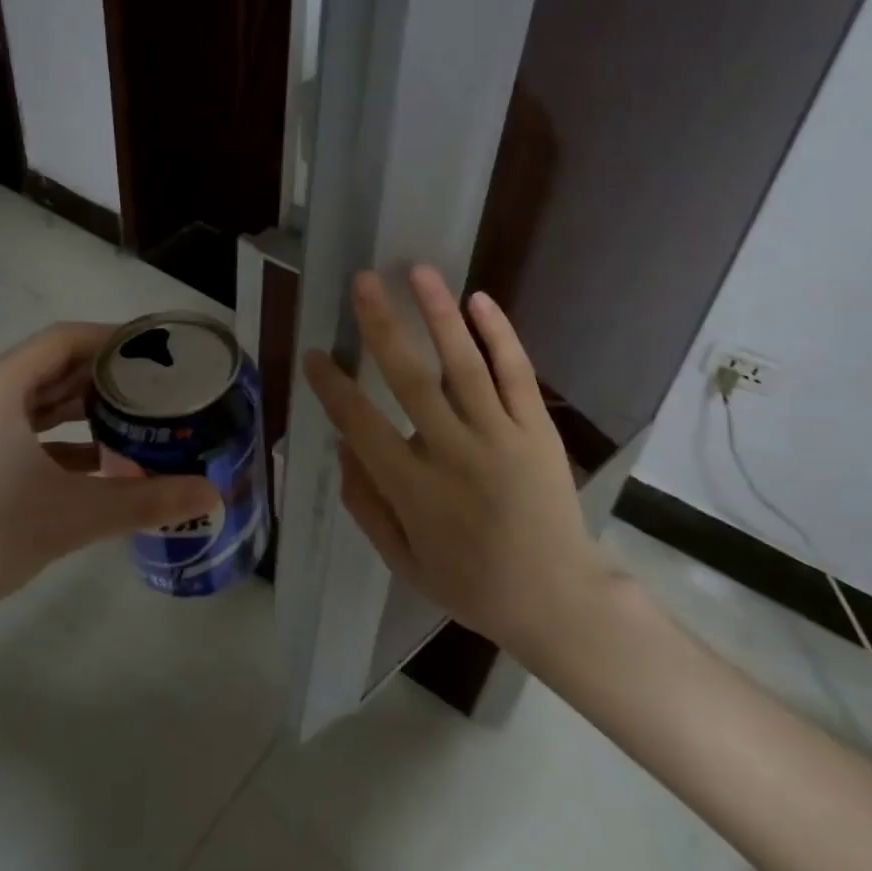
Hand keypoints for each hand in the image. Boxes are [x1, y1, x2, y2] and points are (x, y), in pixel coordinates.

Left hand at [0, 322, 218, 645]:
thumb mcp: (71, 517)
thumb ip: (146, 501)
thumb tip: (210, 494)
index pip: (64, 340)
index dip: (114, 339)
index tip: (159, 352)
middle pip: (53, 366)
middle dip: (106, 374)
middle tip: (159, 387)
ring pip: (38, 402)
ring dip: (85, 408)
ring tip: (138, 418)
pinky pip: (23, 432)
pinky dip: (62, 439)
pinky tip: (100, 463)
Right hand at [301, 268, 618, 657]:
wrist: (557, 599)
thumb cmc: (472, 585)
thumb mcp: (404, 561)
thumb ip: (367, 507)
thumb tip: (342, 450)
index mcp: (414, 490)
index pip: (362, 425)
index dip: (332, 387)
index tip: (314, 354)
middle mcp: (453, 453)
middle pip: (410, 379)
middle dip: (382, 326)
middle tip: (362, 282)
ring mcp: (500, 437)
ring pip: (464, 364)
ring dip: (439, 314)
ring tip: (418, 271)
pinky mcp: (536, 429)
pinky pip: (516, 374)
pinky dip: (500, 335)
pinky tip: (479, 300)